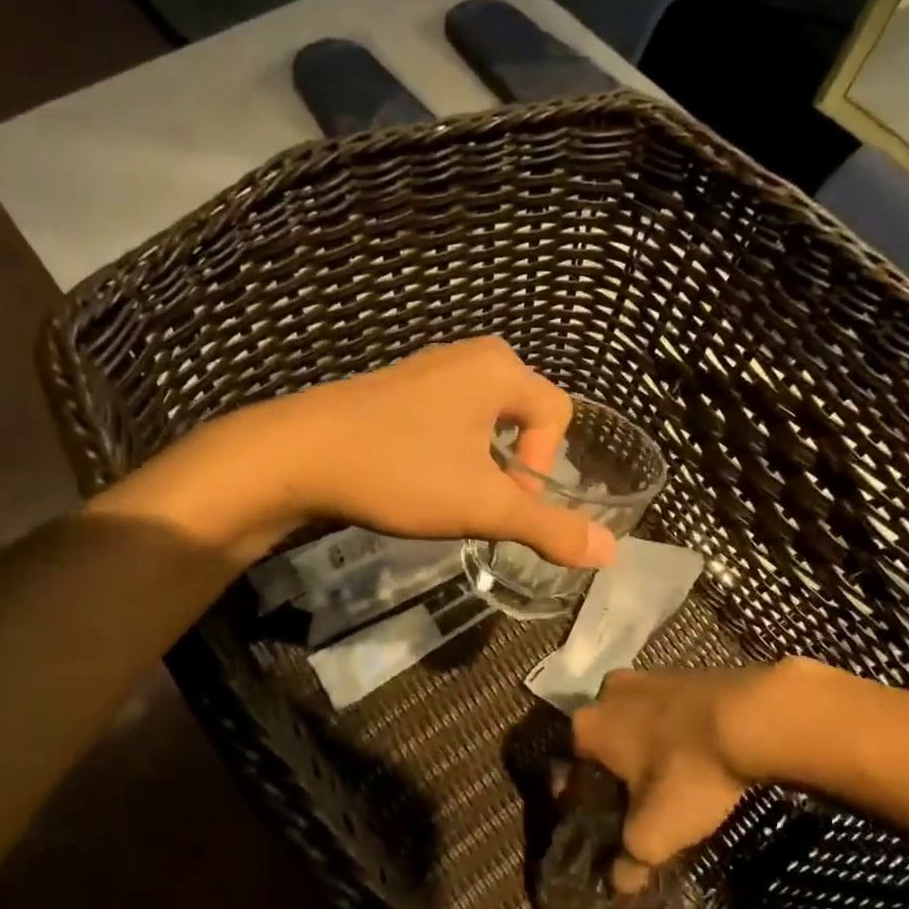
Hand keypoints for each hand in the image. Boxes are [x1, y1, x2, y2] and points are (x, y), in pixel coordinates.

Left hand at [101, 337, 617, 567]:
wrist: (297, 454)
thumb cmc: (401, 471)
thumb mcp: (482, 506)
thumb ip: (549, 528)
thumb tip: (610, 552)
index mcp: (499, 368)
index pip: (558, 416)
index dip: (543, 466)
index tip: (503, 499)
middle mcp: (469, 355)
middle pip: (523, 417)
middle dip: (513, 465)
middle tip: (481, 499)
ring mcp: (427, 368)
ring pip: (483, 420)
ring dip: (479, 462)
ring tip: (447, 493)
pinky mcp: (395, 387)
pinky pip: (446, 417)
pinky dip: (446, 450)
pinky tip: (415, 476)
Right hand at [573, 664, 797, 894]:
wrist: (755, 717)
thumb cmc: (689, 772)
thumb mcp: (656, 832)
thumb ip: (630, 859)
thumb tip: (619, 882)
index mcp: (588, 723)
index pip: (569, 763)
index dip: (579, 795)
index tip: (598, 819)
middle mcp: (609, 691)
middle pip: (603, 737)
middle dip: (614, 766)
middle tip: (635, 800)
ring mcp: (649, 675)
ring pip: (636, 718)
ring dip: (646, 745)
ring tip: (669, 780)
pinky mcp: (686, 672)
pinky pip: (668, 707)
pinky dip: (674, 730)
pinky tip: (695, 755)